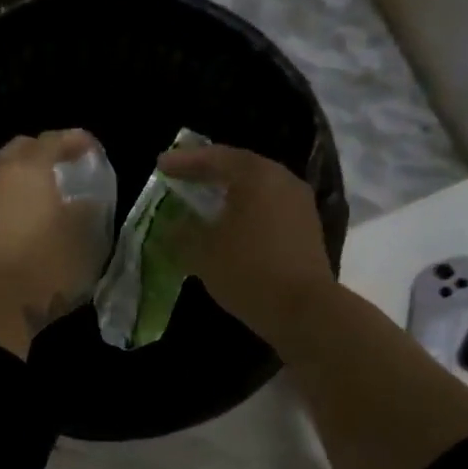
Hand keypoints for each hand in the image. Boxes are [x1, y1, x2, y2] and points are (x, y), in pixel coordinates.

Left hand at [0, 130, 108, 356]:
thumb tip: (83, 201)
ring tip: (43, 199)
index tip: (92, 150)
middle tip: (65, 170)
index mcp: (29, 168)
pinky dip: (7, 203)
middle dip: (43, 153)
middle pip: (20, 149)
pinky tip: (19, 224)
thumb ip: (88, 210)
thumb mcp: (85, 239)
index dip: (77, 140)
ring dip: (22, 180)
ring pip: (0, 175)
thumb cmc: (45, 266)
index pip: (55, 139)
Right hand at [158, 143, 334, 342]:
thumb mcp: (202, 251)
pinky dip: (246, 208)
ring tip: (204, 198)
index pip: (215, 158)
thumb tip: (172, 225)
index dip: (185, 161)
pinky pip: (269, 207)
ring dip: (229, 191)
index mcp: (256, 175)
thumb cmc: (247, 270)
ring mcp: (299, 204)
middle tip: (183, 174)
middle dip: (209, 171)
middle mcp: (282, 180)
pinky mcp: (306, 228)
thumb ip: (182, 232)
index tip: (161, 164)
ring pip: (257, 187)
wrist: (303, 310)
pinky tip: (230, 223)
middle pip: (240, 167)